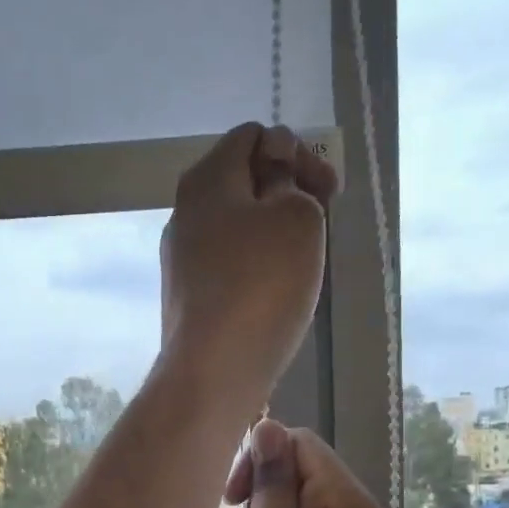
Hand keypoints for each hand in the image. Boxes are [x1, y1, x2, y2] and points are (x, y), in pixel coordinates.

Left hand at [160, 122, 338, 405]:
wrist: (213, 371)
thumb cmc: (260, 285)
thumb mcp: (297, 216)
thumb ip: (292, 182)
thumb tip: (274, 173)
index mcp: (206, 179)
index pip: (253, 136)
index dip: (296, 151)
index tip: (327, 190)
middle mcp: (184, 213)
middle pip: (243, 182)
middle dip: (288, 192)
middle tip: (320, 223)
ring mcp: (181, 260)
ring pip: (237, 227)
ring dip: (274, 234)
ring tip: (303, 262)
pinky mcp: (188, 300)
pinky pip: (229, 266)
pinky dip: (256, 268)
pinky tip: (275, 294)